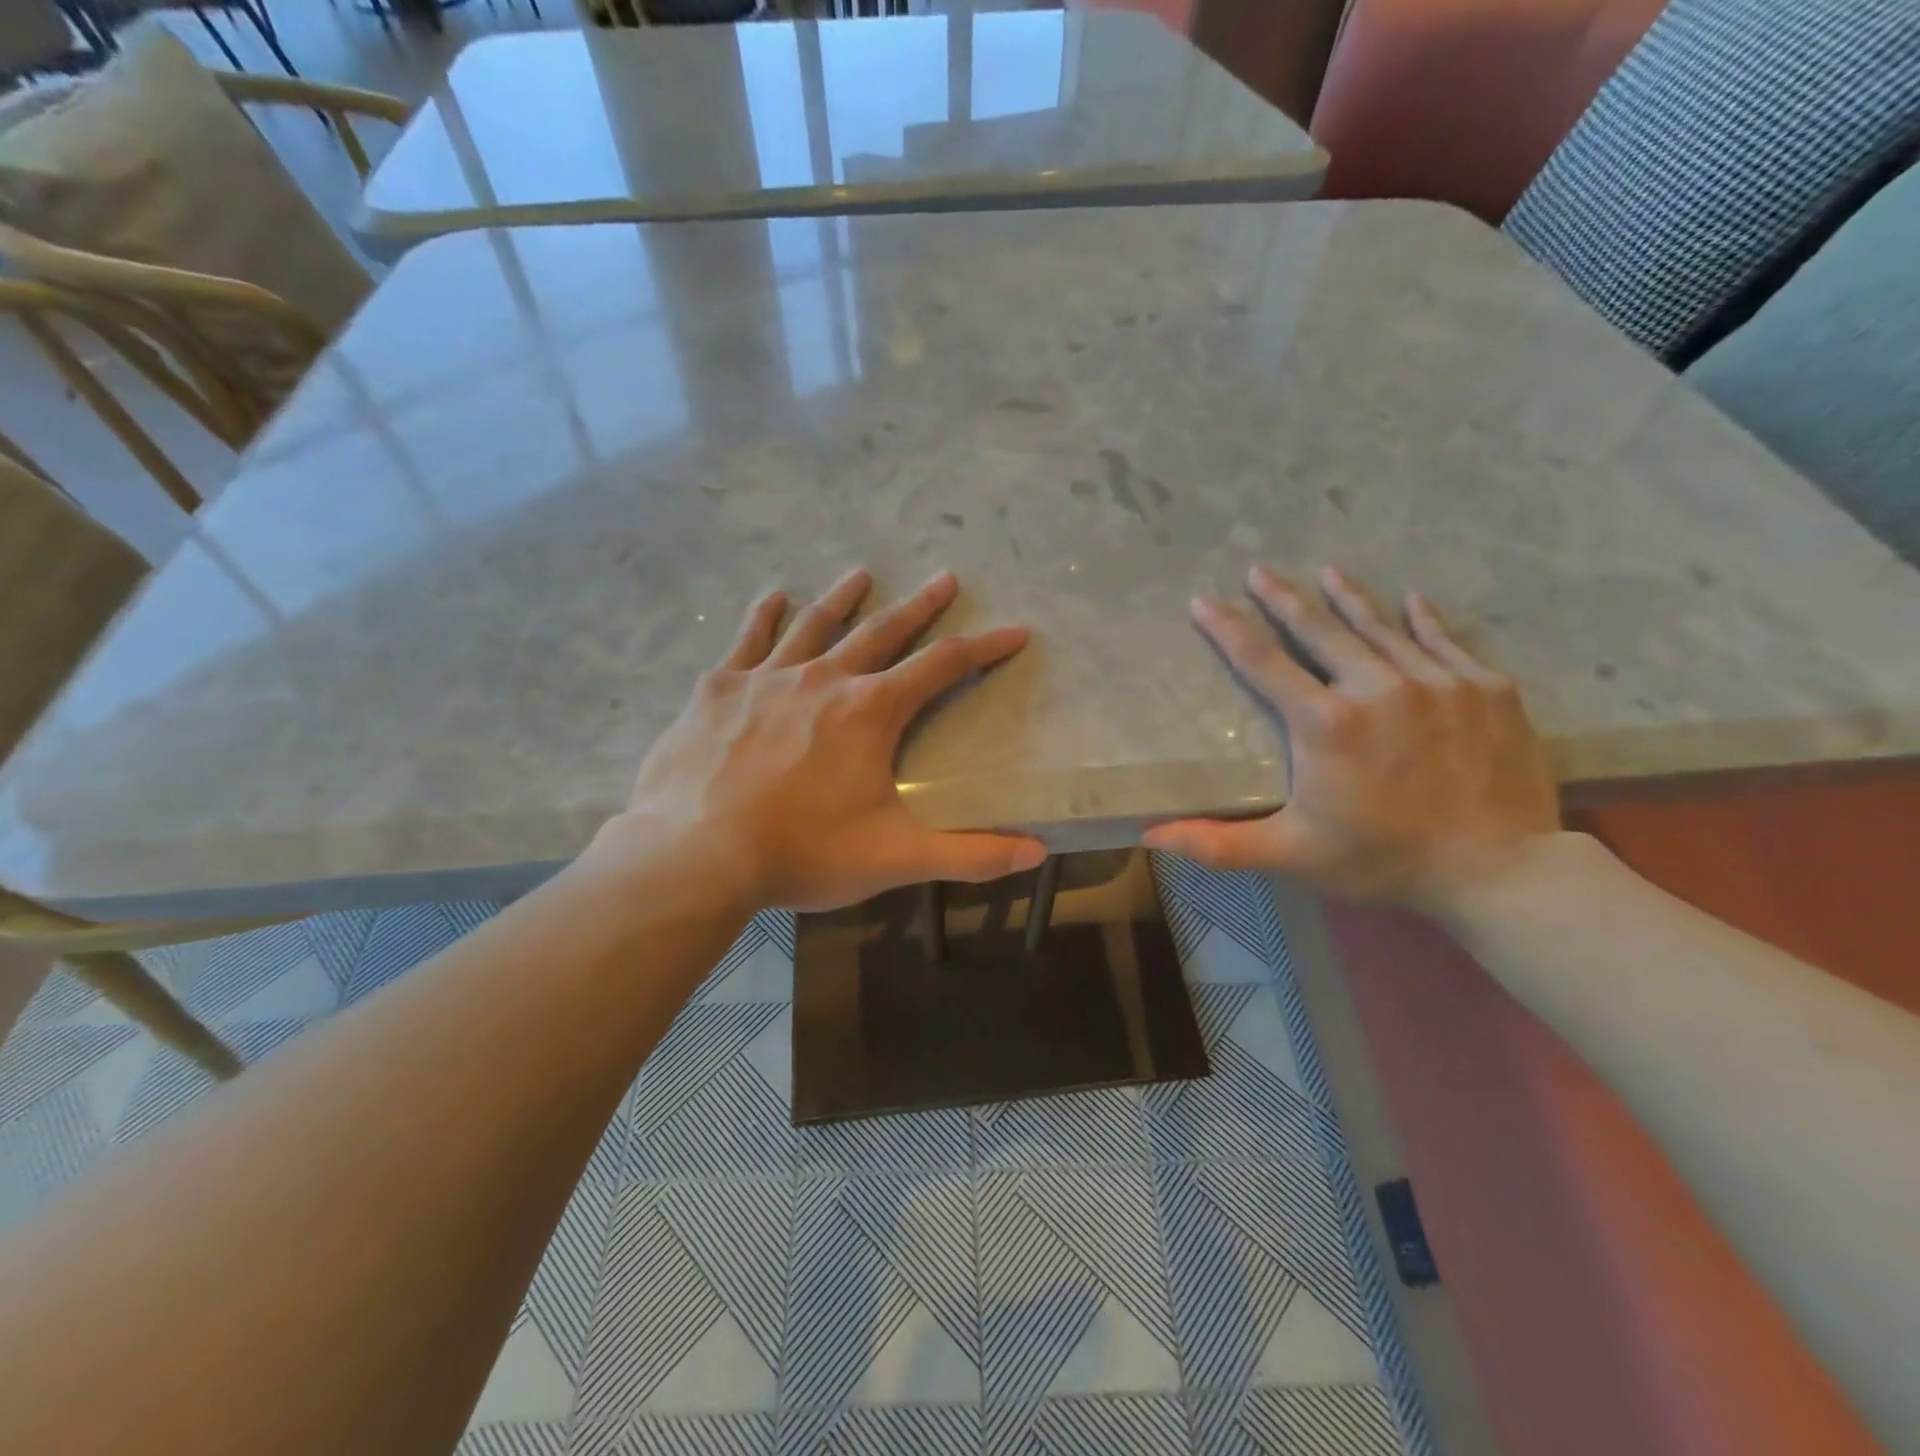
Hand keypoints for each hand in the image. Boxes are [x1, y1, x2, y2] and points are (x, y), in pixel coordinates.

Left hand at [597, 568, 1044, 912]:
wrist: (694, 855)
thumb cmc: (801, 853)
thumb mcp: (894, 859)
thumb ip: (968, 855)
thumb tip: (1036, 854)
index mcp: (870, 712)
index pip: (943, 667)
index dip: (984, 647)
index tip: (1014, 630)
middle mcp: (824, 679)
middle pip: (882, 631)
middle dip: (919, 606)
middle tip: (944, 578)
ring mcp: (767, 678)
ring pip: (815, 625)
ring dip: (843, 598)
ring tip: (862, 574)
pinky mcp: (718, 689)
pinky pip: (747, 640)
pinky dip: (762, 616)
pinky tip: (771, 597)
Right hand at [1143, 564, 1559, 911]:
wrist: (1501, 872)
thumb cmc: (1382, 859)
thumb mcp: (1291, 855)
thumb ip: (1218, 843)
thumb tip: (1150, 836)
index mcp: (1326, 723)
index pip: (1263, 663)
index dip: (1228, 629)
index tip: (1204, 601)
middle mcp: (1378, 687)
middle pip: (1320, 630)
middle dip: (1283, 598)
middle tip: (1259, 570)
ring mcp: (1438, 682)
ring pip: (1382, 628)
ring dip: (1349, 599)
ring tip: (1327, 572)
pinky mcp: (1486, 689)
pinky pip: (1447, 641)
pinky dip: (1425, 619)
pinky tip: (1413, 600)